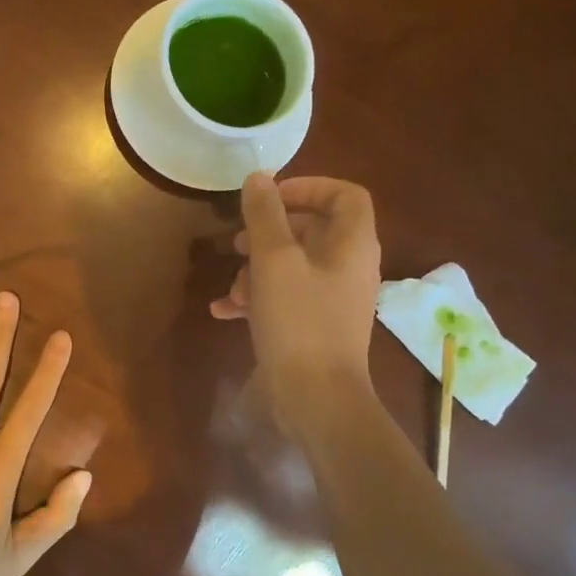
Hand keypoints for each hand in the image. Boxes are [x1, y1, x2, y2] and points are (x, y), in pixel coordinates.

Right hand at [210, 174, 381, 431]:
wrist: (315, 398)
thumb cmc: (299, 321)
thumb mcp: (273, 260)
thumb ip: (264, 215)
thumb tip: (258, 178)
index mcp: (352, 244)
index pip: (344, 195)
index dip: (307, 187)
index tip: (268, 198)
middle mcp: (349, 267)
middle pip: (313, 230)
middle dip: (269, 232)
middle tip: (237, 241)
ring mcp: (333, 299)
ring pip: (294, 265)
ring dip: (257, 269)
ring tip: (231, 286)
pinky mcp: (316, 326)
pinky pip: (287, 297)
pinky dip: (258, 298)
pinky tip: (224, 311)